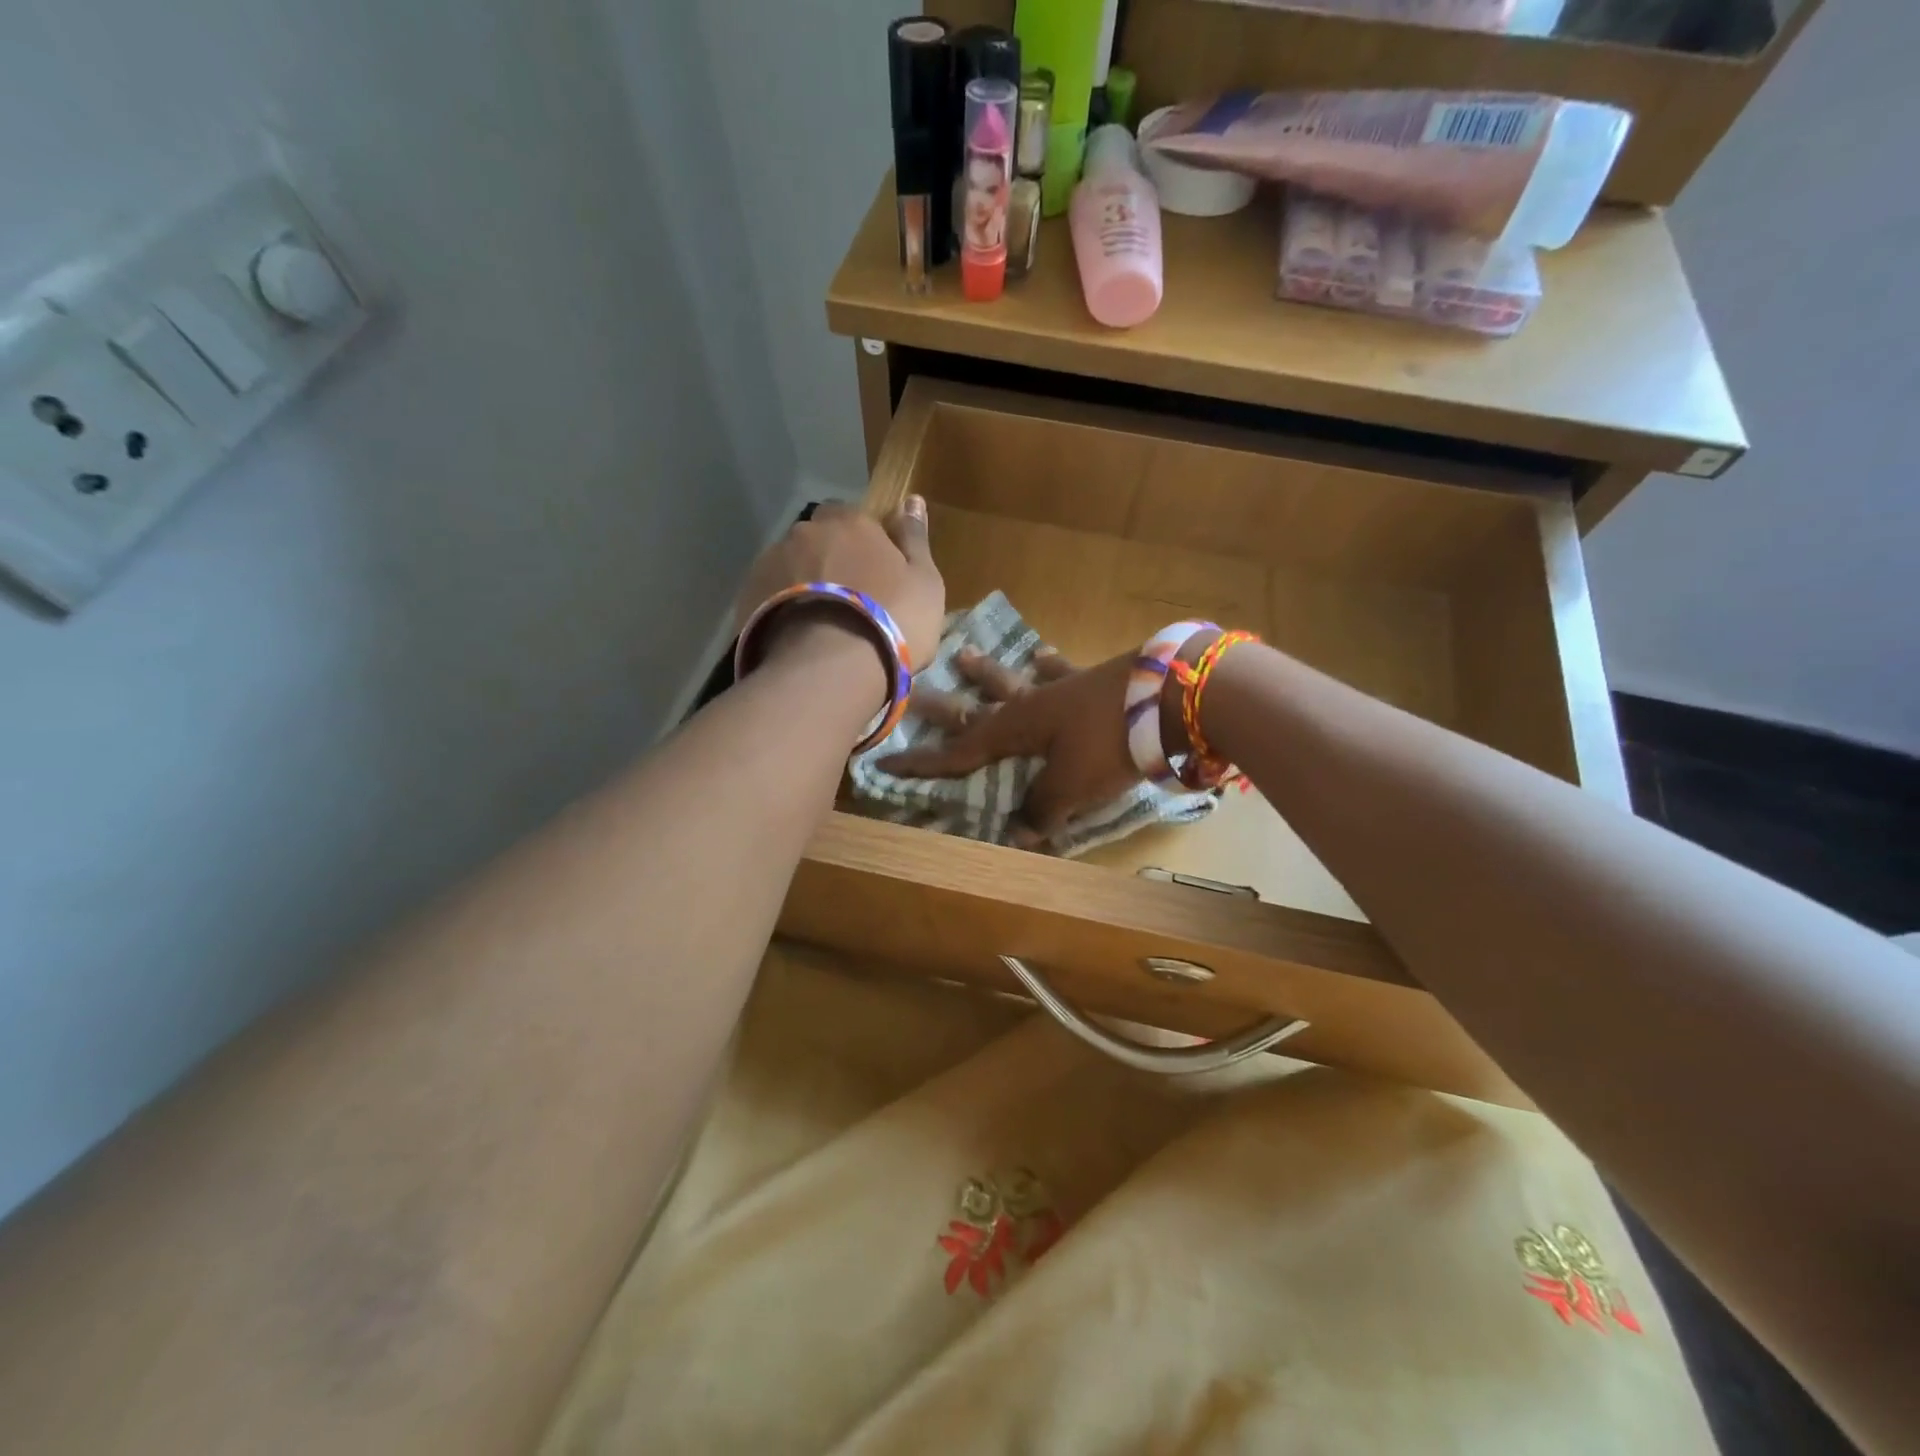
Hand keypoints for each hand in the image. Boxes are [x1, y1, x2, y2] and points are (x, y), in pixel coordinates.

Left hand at [734, 498, 944, 668]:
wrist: (831, 669)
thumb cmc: (893, 622)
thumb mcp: (924, 583)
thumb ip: (915, 539)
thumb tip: (911, 499)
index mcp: (852, 523)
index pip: (855, 517)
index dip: (864, 543)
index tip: (874, 571)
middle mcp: (807, 532)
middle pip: (818, 538)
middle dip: (829, 558)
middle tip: (846, 597)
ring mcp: (772, 561)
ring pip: (790, 564)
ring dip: (803, 581)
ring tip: (818, 620)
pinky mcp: (748, 594)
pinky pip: (768, 592)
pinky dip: (781, 604)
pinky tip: (795, 632)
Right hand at [879, 646, 1140, 847]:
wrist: (1171, 697)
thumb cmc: (1110, 744)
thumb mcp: (1071, 786)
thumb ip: (1041, 810)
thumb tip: (1019, 833)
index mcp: (1015, 730)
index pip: (958, 751)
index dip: (923, 762)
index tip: (887, 762)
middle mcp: (1030, 705)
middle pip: (976, 706)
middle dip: (943, 707)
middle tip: (912, 692)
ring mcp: (1061, 689)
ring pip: (1014, 681)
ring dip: (987, 673)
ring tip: (964, 654)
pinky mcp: (1094, 681)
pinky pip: (1063, 673)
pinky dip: (1050, 666)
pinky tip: (1042, 655)